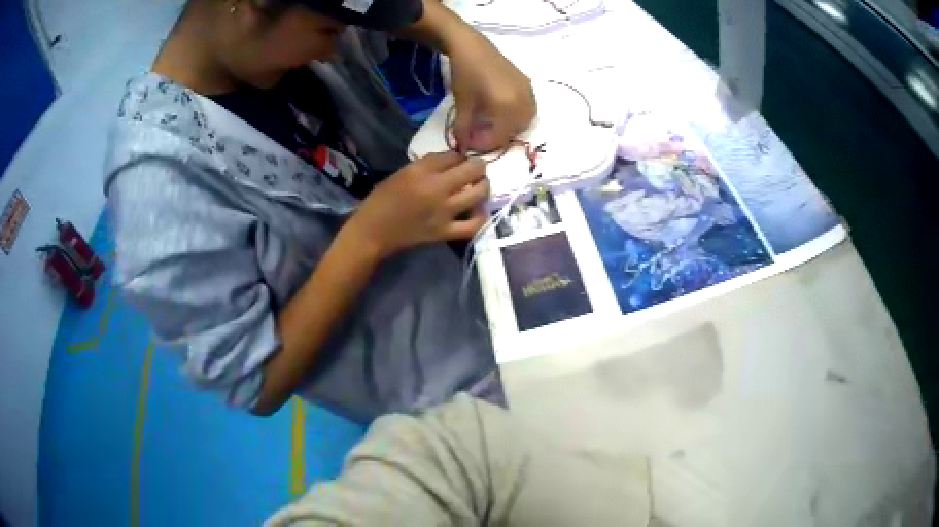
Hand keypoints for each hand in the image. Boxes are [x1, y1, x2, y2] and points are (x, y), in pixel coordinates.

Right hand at [346, 152, 489, 257]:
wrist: (373, 231)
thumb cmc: (382, 199)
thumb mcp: (402, 173)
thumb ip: (428, 165)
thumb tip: (452, 161)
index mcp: (421, 171)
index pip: (453, 156)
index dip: (459, 156)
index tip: (458, 161)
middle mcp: (436, 189)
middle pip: (471, 170)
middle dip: (478, 166)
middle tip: (476, 169)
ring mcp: (443, 212)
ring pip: (478, 194)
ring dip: (483, 186)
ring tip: (480, 186)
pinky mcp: (444, 232)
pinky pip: (473, 225)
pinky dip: (480, 216)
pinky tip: (477, 210)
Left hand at [448, 34, 535, 152]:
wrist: (472, 47)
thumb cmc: (465, 74)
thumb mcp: (463, 104)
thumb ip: (464, 129)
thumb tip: (462, 147)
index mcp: (508, 107)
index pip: (500, 137)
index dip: (483, 144)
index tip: (467, 142)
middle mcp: (524, 102)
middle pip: (514, 131)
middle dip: (496, 136)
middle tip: (478, 133)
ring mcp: (528, 92)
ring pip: (523, 121)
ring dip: (508, 126)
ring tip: (489, 123)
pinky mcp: (528, 84)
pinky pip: (527, 108)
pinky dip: (515, 114)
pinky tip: (499, 110)